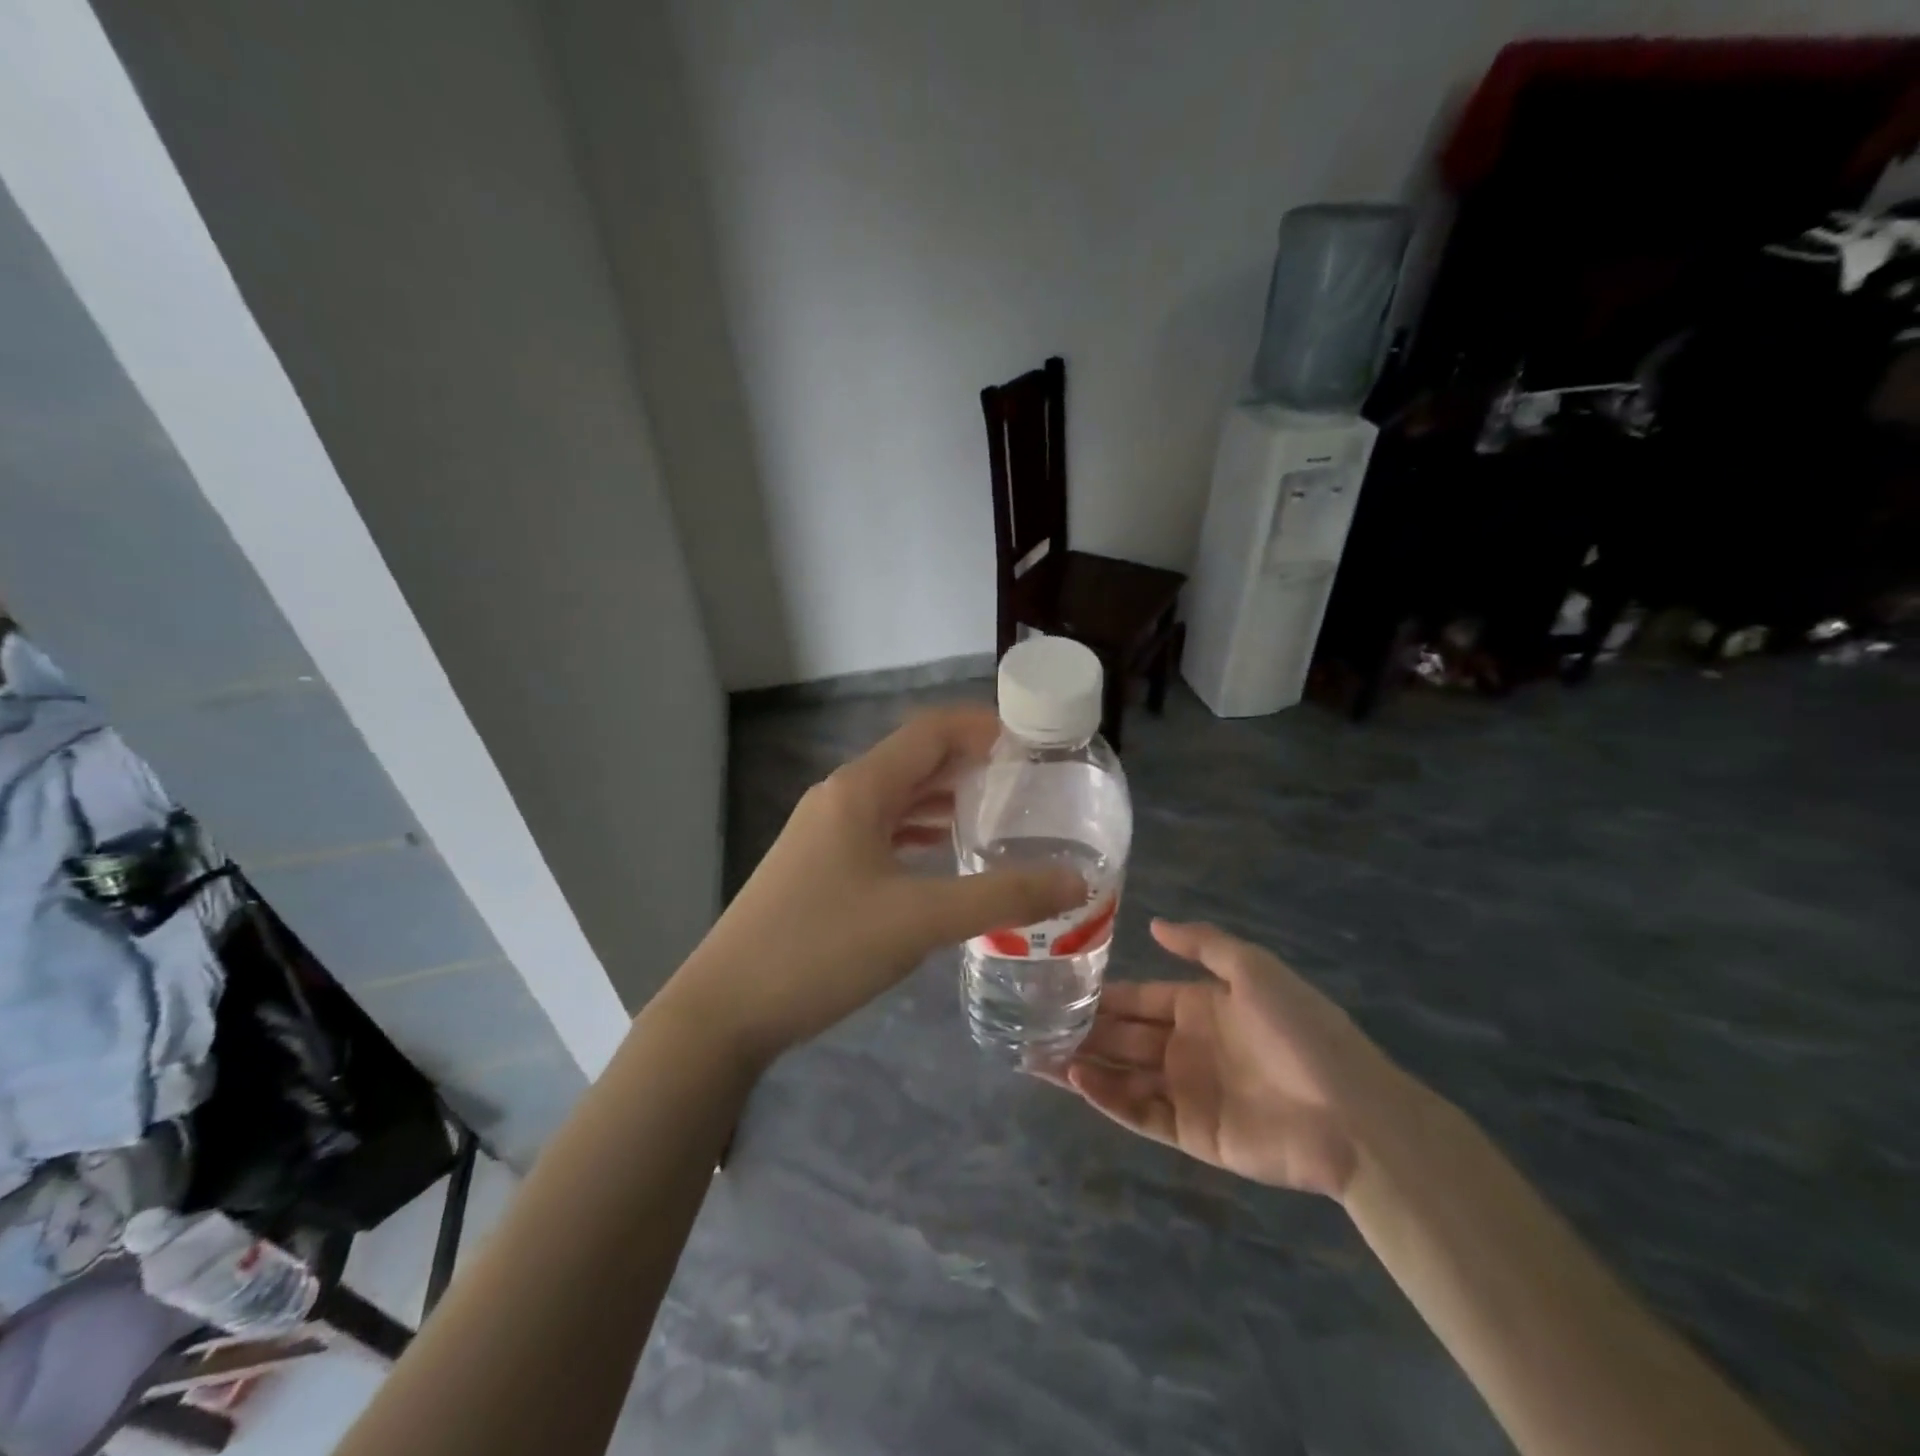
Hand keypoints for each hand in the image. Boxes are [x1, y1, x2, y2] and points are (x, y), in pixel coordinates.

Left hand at [664, 707, 1084, 1067]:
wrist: (726, 1008)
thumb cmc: (822, 948)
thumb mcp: (919, 920)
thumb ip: (1001, 897)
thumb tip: (1076, 882)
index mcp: (860, 789)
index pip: (930, 731)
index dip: (983, 726)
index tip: (1035, 742)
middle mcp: (841, 797)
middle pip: (915, 760)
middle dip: (971, 763)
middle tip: (1030, 781)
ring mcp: (825, 832)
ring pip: (898, 798)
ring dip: (946, 798)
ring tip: (1000, 813)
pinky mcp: (820, 865)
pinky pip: (881, 830)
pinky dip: (920, 832)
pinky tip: (947, 855)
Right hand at [1054, 920, 1405, 1199]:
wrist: (1353, 1114)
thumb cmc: (1302, 1031)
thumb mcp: (1255, 970)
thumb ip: (1203, 945)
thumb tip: (1153, 923)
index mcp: (1201, 1006)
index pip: (1139, 997)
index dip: (1103, 994)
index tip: (1059, 987)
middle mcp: (1187, 1046)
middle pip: (1124, 1037)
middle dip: (1083, 1031)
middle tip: (1035, 1025)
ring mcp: (1188, 1091)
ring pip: (1123, 1075)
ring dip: (1084, 1065)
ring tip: (1038, 1057)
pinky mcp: (1192, 1133)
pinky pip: (1141, 1113)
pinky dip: (1109, 1099)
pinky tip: (1078, 1080)